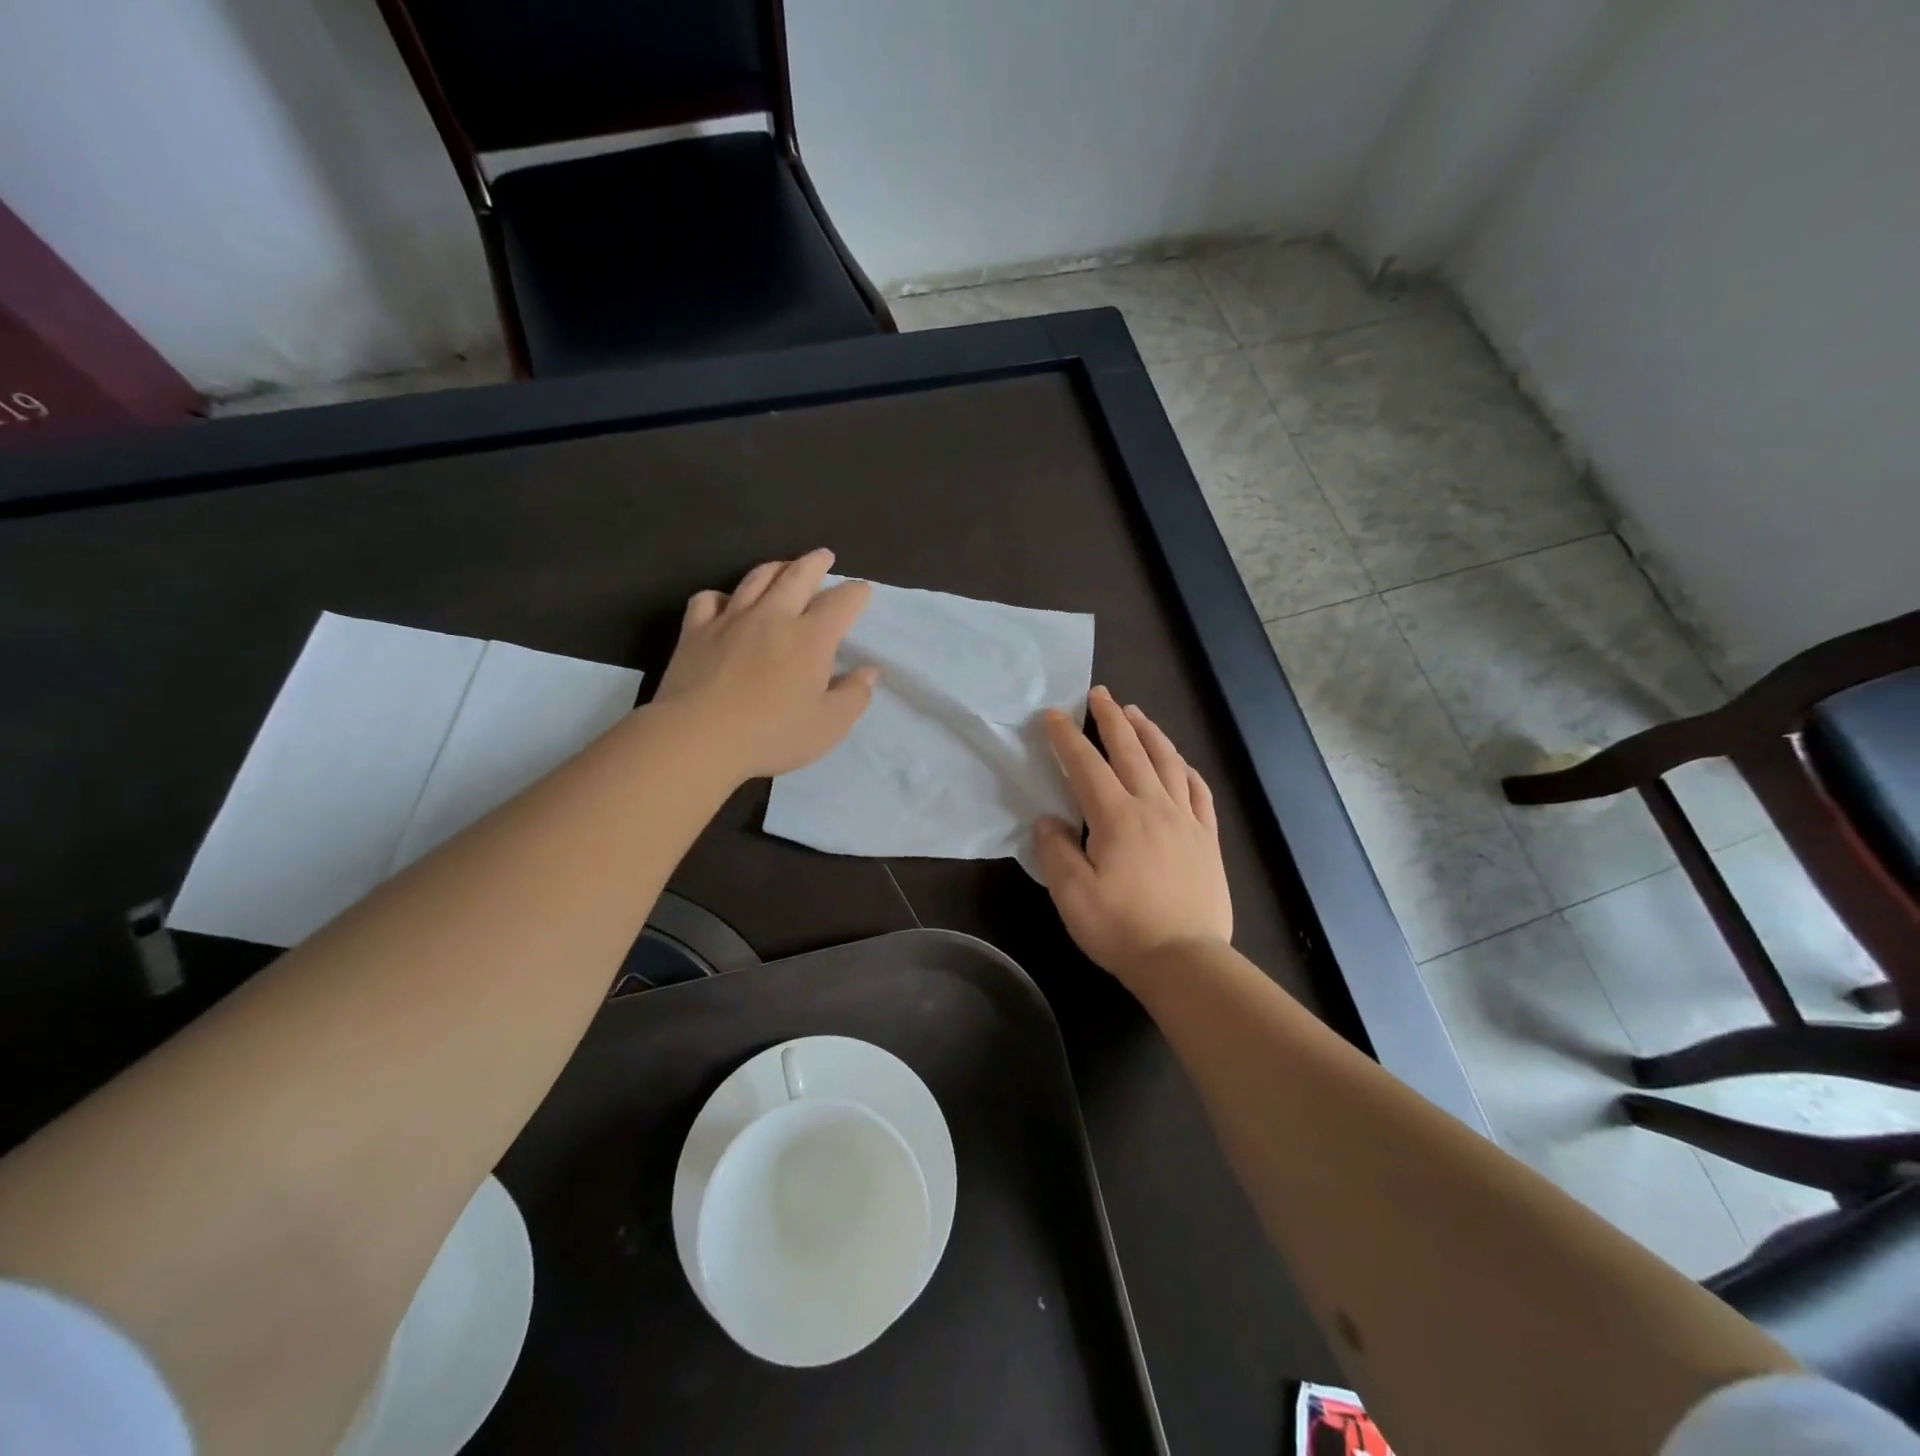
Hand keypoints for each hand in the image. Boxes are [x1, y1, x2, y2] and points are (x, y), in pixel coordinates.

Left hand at [653, 549, 878, 780]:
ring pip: (756, 578)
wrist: (698, 737)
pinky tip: (726, 604)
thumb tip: (868, 672)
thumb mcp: (829, 725)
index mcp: (811, 637)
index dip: (857, 593)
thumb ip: (854, 695)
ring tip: (783, 567)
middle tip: (824, 556)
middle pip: (798, 575)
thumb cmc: (772, 734)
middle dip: (816, 563)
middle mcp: (773, 616)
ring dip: (775, 568)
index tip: (862, 593)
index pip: (842, 602)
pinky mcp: (695, 631)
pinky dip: (722, 596)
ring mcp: (731, 619)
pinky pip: (708, 599)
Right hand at [1035, 687, 1232, 986]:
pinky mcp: (1207, 838)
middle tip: (1100, 694)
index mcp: (1116, 818)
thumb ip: (1055, 851)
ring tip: (1136, 713)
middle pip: (1131, 751)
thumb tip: (1048, 821)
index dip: (1066, 737)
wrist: (1184, 960)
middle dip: (1111, 719)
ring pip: (1168, 762)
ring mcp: (1186, 820)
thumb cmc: (1122, 929)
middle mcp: (1153, 807)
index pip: (1086, 765)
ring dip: (1150, 733)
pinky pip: (1198, 791)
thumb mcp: (1072, 895)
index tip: (1052, 715)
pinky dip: (1186, 769)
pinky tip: (1179, 761)